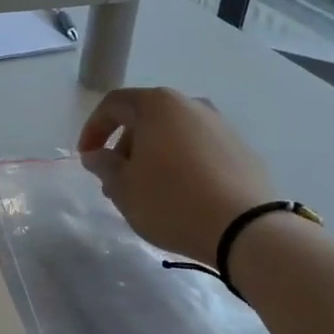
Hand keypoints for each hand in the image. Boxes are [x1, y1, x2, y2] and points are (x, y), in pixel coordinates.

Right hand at [77, 87, 275, 263]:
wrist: (247, 229)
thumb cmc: (172, 202)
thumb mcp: (123, 188)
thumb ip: (104, 166)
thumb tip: (97, 155)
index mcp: (158, 105)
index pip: (113, 105)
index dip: (93, 129)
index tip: (86, 157)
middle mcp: (191, 105)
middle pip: (145, 117)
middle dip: (124, 146)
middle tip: (116, 180)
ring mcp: (221, 125)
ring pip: (173, 133)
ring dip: (153, 156)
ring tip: (147, 191)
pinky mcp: (242, 149)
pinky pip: (199, 149)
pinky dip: (181, 163)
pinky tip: (181, 194)